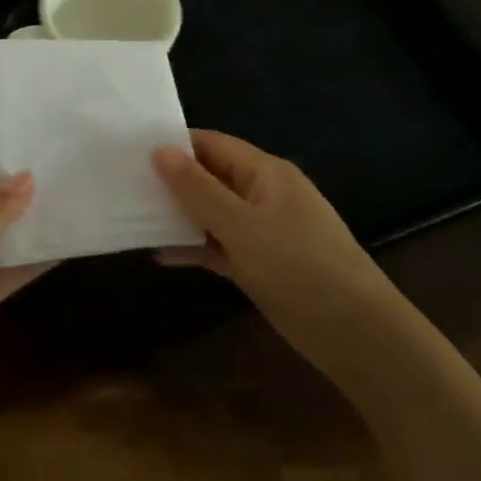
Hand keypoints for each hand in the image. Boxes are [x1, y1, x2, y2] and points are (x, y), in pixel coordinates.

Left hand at [0, 150, 49, 419]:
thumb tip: (29, 178)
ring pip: (7, 233)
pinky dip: (39, 258)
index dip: (0, 152)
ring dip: (37, 220)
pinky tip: (72, 242)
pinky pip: (14, 270)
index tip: (43, 136)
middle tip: (75, 163)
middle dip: (26, 184)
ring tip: (83, 196)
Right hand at [152, 131, 400, 376]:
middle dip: (171, 179)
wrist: (358, 335)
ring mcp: (261, 231)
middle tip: (122, 182)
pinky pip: (218, 246)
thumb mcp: (242, 226)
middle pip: (210, 177)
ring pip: (211, 213)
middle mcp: (262, 195)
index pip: (212, 144)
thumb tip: (159, 151)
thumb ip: (198, 190)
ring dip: (178, 215)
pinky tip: (160, 255)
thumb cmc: (300, 268)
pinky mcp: (259, 264)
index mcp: (265, 173)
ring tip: (131, 214)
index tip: (129, 149)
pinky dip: (193, 247)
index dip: (174, 144)